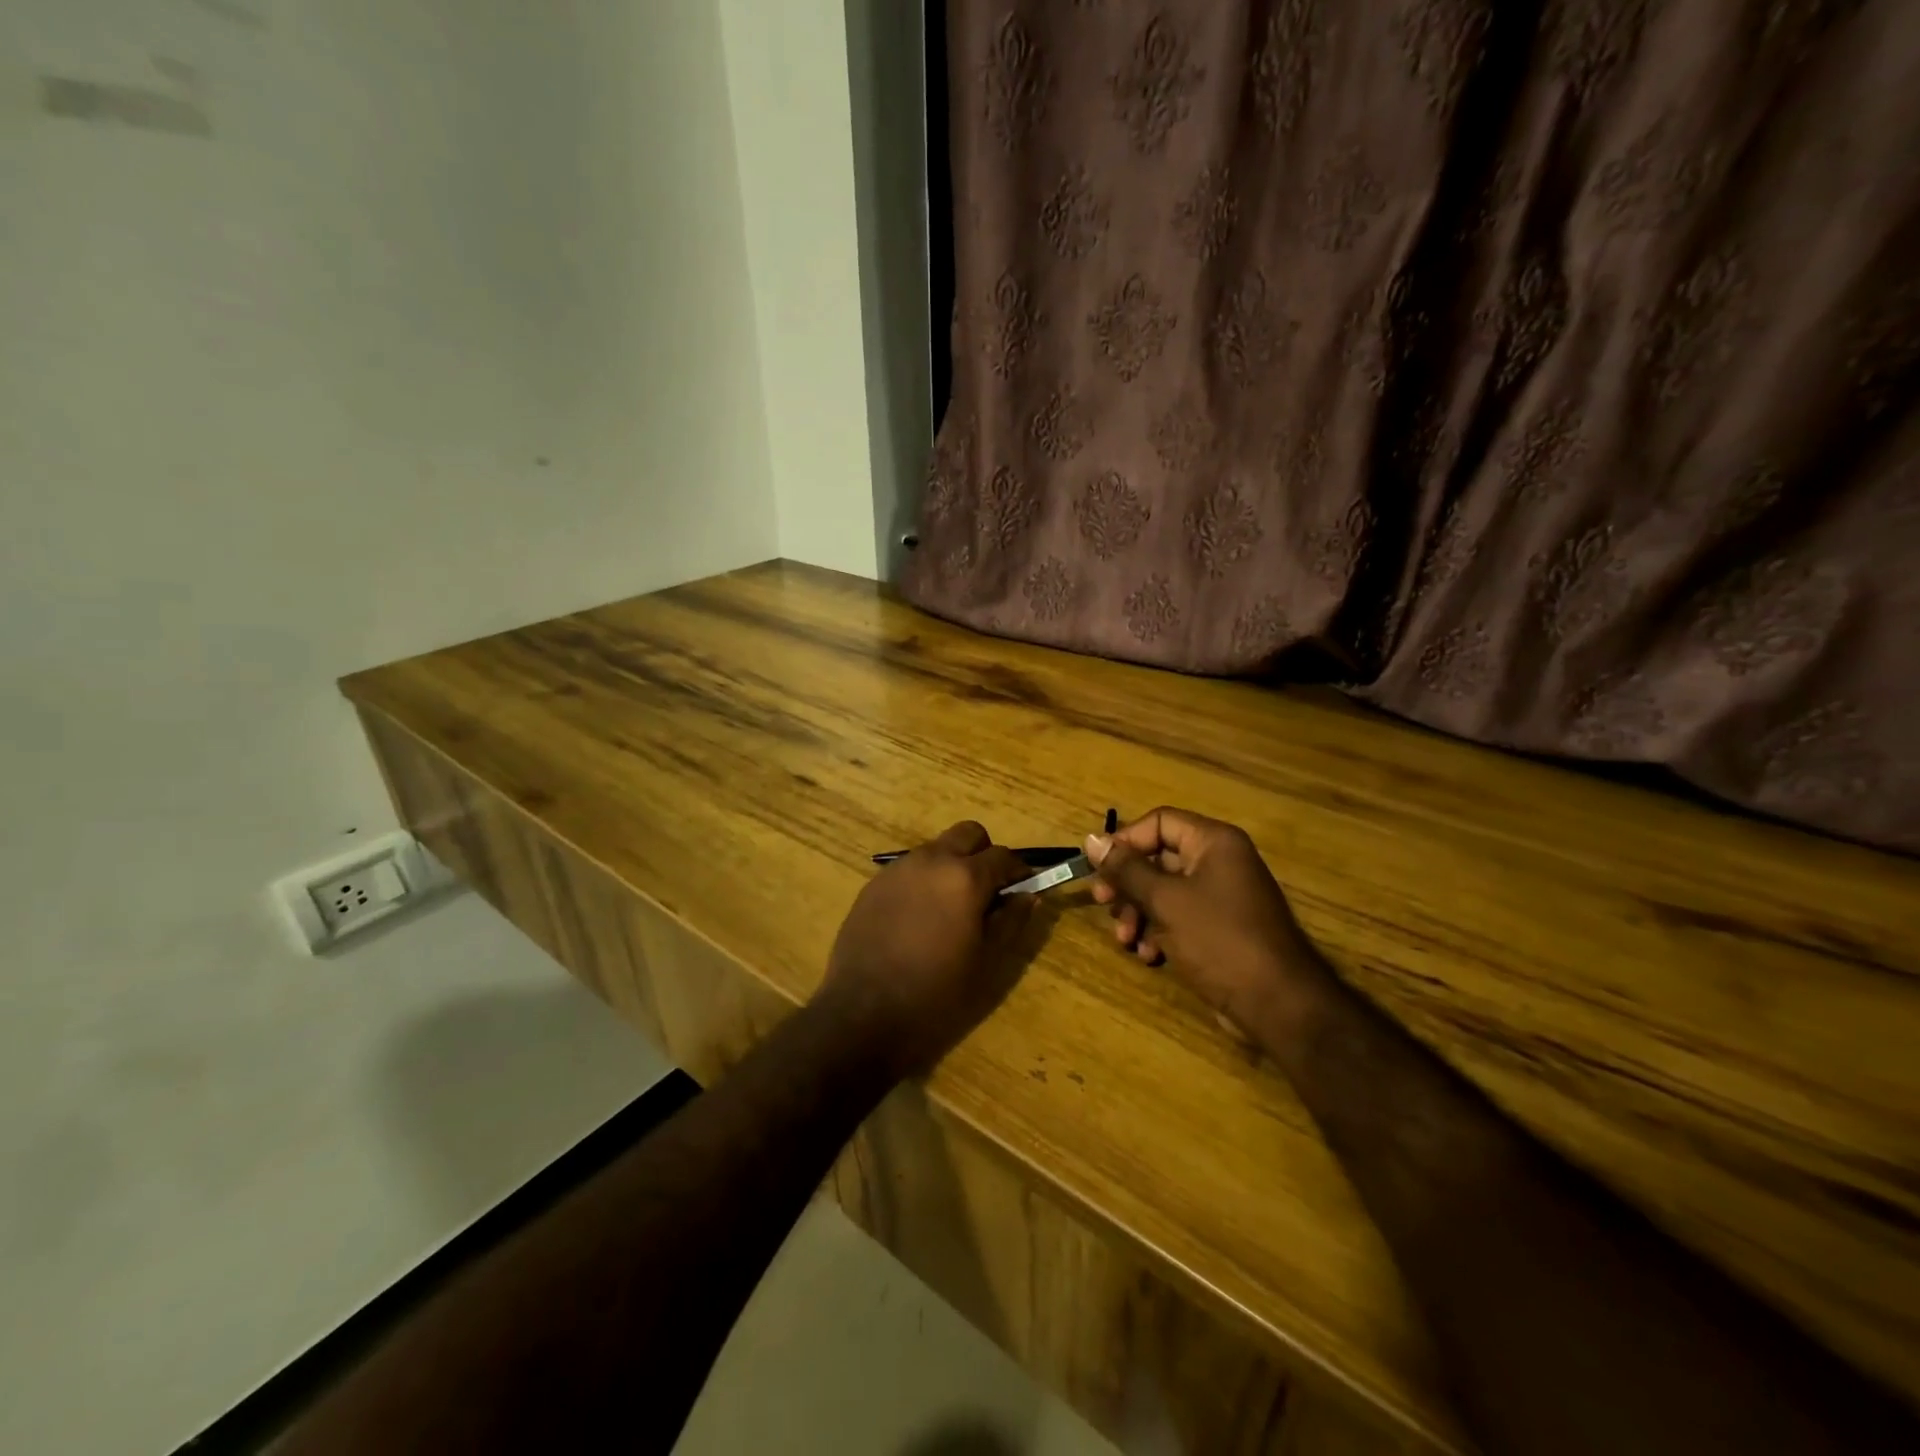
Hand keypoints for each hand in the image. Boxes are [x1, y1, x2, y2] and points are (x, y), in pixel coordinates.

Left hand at [818, 821, 1038, 1076]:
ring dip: (952, 865)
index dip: (1018, 871)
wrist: (864, 1013)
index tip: (1022, 890)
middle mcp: (932, 860)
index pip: (1003, 855)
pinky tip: (919, 918)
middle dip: (984, 855)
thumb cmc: (936, 992)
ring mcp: (898, 868)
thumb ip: (1011, 921)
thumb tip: (1029, 895)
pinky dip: (924, 880)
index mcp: (965, 878)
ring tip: (950, 908)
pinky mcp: (874, 883)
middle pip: (968, 834)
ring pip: (936, 848)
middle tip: (987, 892)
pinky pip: (909, 868)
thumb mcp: (986, 961)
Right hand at [1087, 807, 1328, 1038]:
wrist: (1277, 1004)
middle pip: (1158, 858)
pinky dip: (1159, 931)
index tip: (1099, 868)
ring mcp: (1221, 896)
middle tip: (1103, 903)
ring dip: (1138, 912)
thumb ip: (1126, 869)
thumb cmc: (1219, 939)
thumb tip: (1092, 840)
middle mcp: (1219, 862)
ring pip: (1164, 891)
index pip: (1159, 822)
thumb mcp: (1165, 901)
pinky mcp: (1219, 928)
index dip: (1126, 841)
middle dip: (1128, 884)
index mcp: (1213, 842)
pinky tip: (1148, 955)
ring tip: (1126, 939)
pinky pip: (1179, 917)